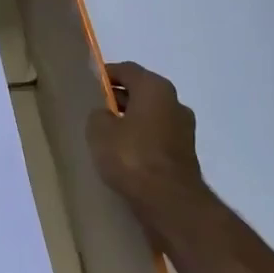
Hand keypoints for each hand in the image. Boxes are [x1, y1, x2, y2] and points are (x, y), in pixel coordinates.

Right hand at [85, 61, 208, 230]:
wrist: (170, 202)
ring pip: (150, 116)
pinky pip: (156, 137)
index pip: (127, 70)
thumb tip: (105, 115)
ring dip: (130, 120)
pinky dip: (141, 139)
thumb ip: (98, 115)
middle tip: (94, 109)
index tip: (89, 84)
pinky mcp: (184, 154)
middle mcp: (175, 103)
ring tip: (106, 134)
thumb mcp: (99, 130)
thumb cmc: (132, 156)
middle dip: (118, 98)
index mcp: (155, 88)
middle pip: (141, 92)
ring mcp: (184, 130)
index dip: (106, 74)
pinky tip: (123, 154)